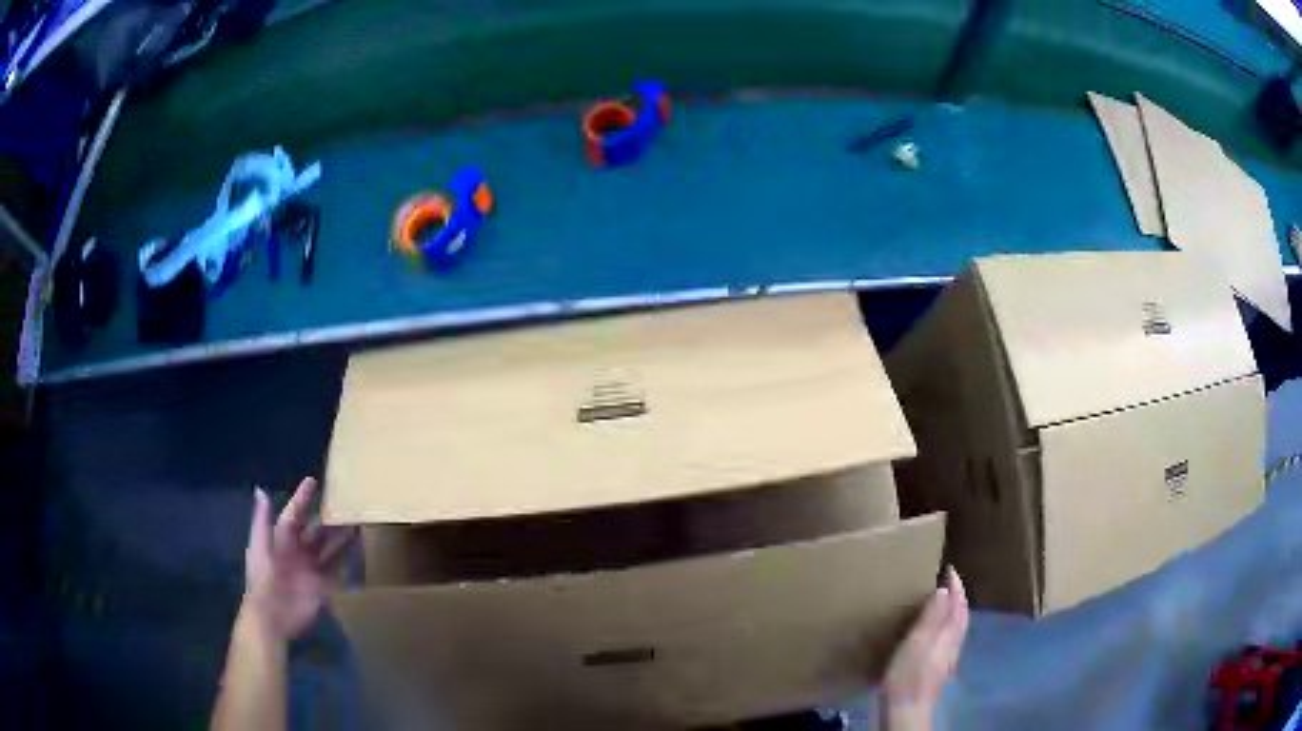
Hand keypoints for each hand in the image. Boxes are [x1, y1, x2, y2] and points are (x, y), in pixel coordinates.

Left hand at [243, 478, 356, 641]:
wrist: (272, 616)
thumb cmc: (263, 578)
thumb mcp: (260, 547)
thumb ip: (262, 521)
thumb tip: (261, 490)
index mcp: (281, 540)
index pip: (293, 514)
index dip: (302, 499)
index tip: (313, 481)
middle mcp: (298, 552)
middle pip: (316, 532)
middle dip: (329, 520)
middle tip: (347, 506)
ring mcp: (311, 570)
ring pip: (329, 550)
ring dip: (342, 539)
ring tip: (358, 525)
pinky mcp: (321, 588)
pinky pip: (337, 572)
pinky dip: (348, 563)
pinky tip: (360, 554)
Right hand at [881, 567, 968, 730]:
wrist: (905, 710)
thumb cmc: (908, 675)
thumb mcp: (916, 643)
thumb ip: (931, 618)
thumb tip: (944, 590)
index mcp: (950, 635)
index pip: (959, 605)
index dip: (956, 587)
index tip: (949, 569)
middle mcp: (953, 645)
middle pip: (961, 617)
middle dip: (957, 598)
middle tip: (947, 583)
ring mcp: (946, 660)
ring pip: (955, 630)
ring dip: (951, 613)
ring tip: (940, 604)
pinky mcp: (936, 671)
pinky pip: (946, 641)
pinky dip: (943, 629)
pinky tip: (931, 636)